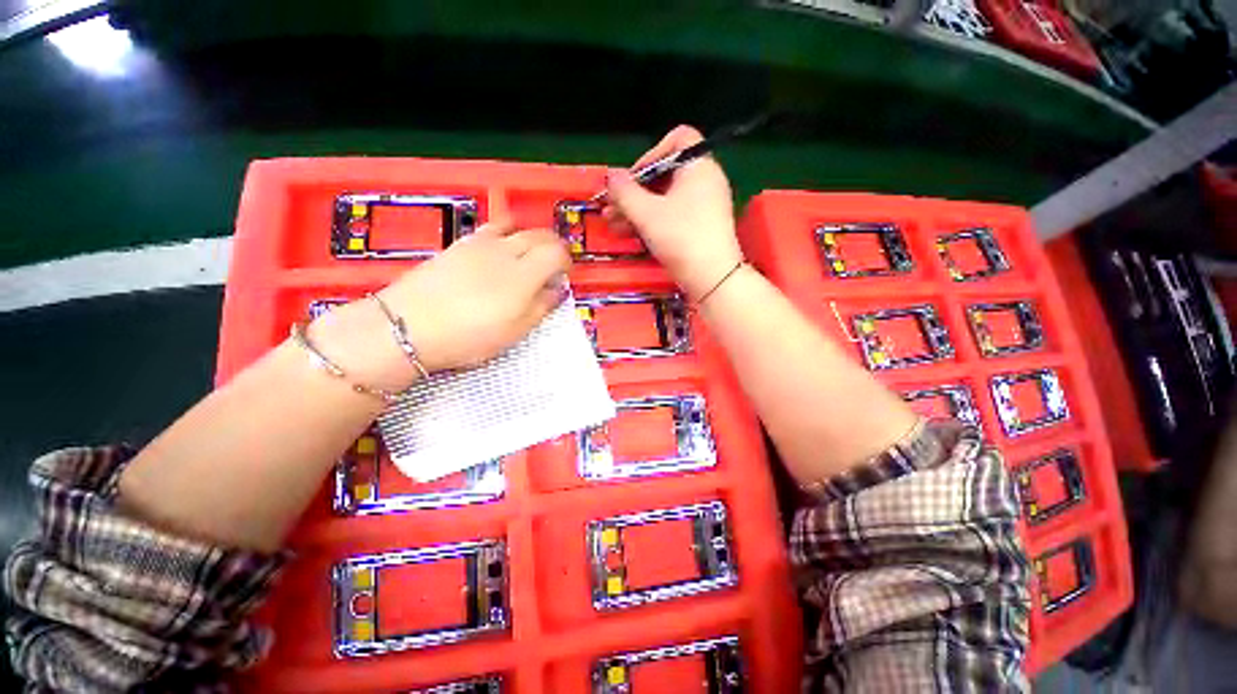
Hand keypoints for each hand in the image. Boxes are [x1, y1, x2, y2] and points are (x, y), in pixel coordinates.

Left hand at [310, 221, 570, 389]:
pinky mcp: (457, 245)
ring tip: (527, 255)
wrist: (408, 325)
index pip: (556, 251)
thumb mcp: (514, 331)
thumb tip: (557, 289)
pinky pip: (489, 229)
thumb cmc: (468, 335)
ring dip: (528, 237)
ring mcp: (479, 244)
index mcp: (524, 274)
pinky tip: (497, 252)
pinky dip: (503, 234)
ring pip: (514, 226)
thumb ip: (541, 307)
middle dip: (552, 246)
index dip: (566, 261)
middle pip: (538, 234)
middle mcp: (505, 250)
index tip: (564, 276)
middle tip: (552, 265)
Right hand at [603, 125, 742, 299]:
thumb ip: (625, 191)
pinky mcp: (701, 226)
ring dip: (637, 209)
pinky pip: (673, 215)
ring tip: (613, 225)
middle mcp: (705, 181)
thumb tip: (611, 175)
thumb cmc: (681, 238)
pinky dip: (653, 220)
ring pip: (665, 198)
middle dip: (634, 191)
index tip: (633, 179)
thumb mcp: (647, 213)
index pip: (677, 139)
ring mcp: (705, 205)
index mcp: (698, 166)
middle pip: (665, 173)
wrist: (712, 278)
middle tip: (611, 207)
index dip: (650, 154)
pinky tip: (630, 234)